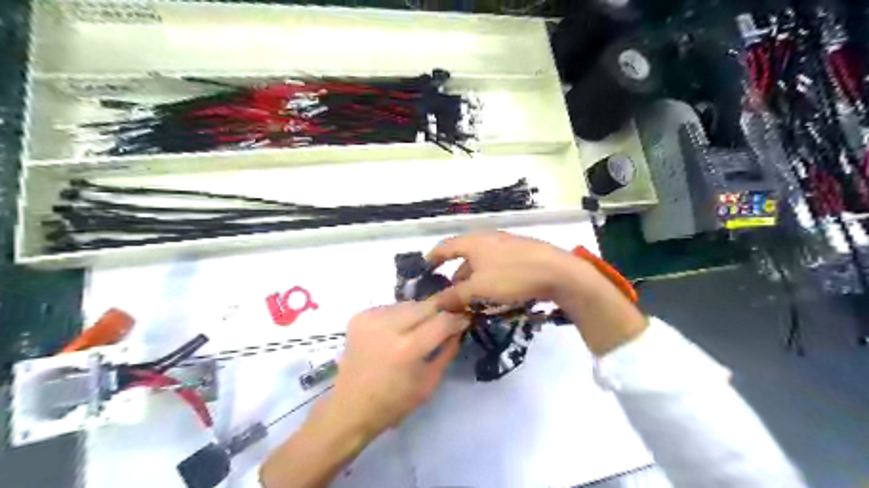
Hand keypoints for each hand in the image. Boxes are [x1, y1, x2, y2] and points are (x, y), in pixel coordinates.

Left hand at [258, 302, 468, 487]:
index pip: (442, 320)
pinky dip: (399, 316)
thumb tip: (459, 327)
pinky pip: (390, 307)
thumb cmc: (394, 402)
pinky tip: (397, 331)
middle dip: (440, 311)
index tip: (465, 319)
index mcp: (407, 349)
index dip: (458, 318)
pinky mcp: (359, 316)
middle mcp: (388, 327)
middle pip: (426, 305)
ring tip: (419, 328)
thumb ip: (447, 350)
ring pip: (408, 304)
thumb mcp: (430, 381)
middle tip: (445, 321)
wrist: (350, 407)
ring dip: (419, 313)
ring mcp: (371, 318)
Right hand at [426, 231, 643, 353]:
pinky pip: (497, 265)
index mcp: (474, 242)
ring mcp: (506, 245)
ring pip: (482, 263)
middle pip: (464, 256)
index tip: (425, 269)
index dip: (433, 258)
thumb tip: (437, 302)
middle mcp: (488, 239)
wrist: (558, 272)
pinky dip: (489, 278)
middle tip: (452, 296)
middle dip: (456, 276)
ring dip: (473, 280)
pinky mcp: (521, 253)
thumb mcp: (479, 289)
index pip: (445, 247)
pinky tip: (495, 293)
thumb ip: (455, 295)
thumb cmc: (512, 276)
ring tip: (473, 299)